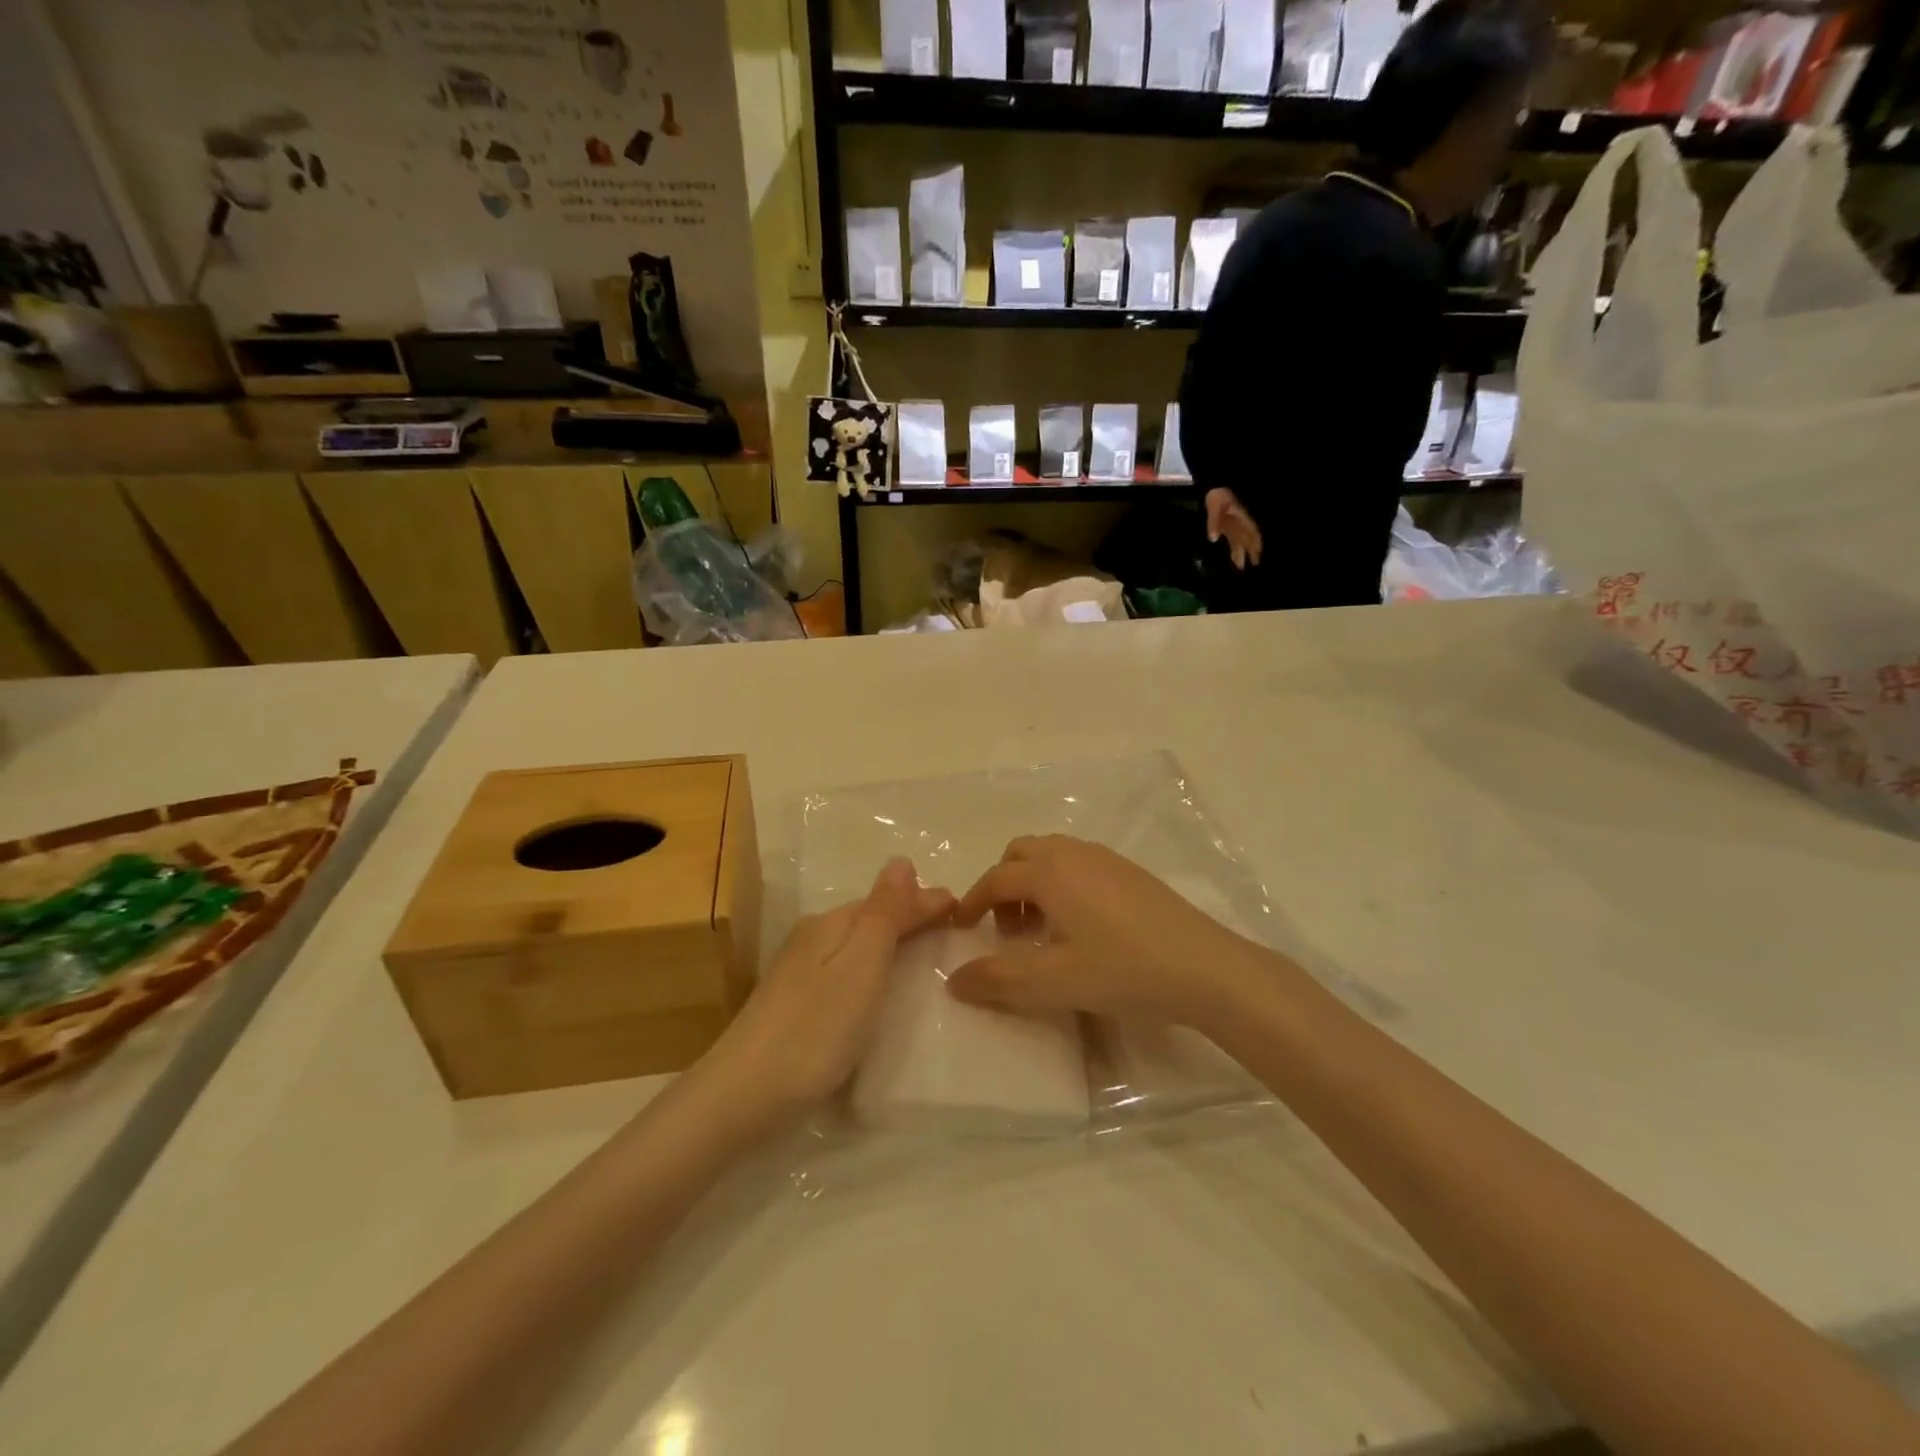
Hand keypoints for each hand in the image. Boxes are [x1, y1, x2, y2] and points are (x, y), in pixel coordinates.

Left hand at [710, 859, 954, 1116]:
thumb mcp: (861, 965)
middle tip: (950, 924)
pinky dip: (871, 967)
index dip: (925, 901)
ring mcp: (799, 972)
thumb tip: (901, 860)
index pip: (888, 900)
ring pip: (856, 943)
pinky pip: (846, 969)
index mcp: (831, 924)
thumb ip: (884, 913)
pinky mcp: (794, 1004)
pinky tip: (877, 985)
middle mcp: (812, 938)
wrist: (743, 1096)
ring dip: (890, 940)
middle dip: (909, 916)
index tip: (963, 907)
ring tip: (923, 951)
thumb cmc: (815, 1029)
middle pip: (870, 918)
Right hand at [946, 835, 1258, 1027]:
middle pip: (1021, 854)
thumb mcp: (1053, 982)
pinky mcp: (1130, 871)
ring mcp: (1106, 858)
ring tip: (1041, 929)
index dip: (973, 902)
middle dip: (1003, 885)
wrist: (1205, 967)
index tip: (962, 927)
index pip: (996, 878)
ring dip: (1033, 883)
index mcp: (1049, 873)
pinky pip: (1078, 862)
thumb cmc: (1122, 970)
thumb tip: (954, 980)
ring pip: (1051, 855)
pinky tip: (1080, 925)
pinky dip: (1061, 883)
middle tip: (1007, 931)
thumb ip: (997, 981)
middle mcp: (1073, 853)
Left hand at [1206, 488, 1262, 570]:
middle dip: (1251, 553)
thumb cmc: (1218, 495)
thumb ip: (1214, 522)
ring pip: (1241, 540)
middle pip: (1248, 540)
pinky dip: (1235, 546)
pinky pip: (1233, 537)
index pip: (1252, 535)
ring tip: (1241, 566)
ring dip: (1243, 552)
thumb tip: (1213, 538)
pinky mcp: (1227, 524)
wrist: (1214, 486)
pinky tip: (1233, 554)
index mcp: (1241, 519)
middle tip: (1252, 567)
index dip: (1255, 546)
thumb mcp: (1215, 506)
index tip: (1257, 558)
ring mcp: (1234, 524)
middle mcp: (1241, 523)